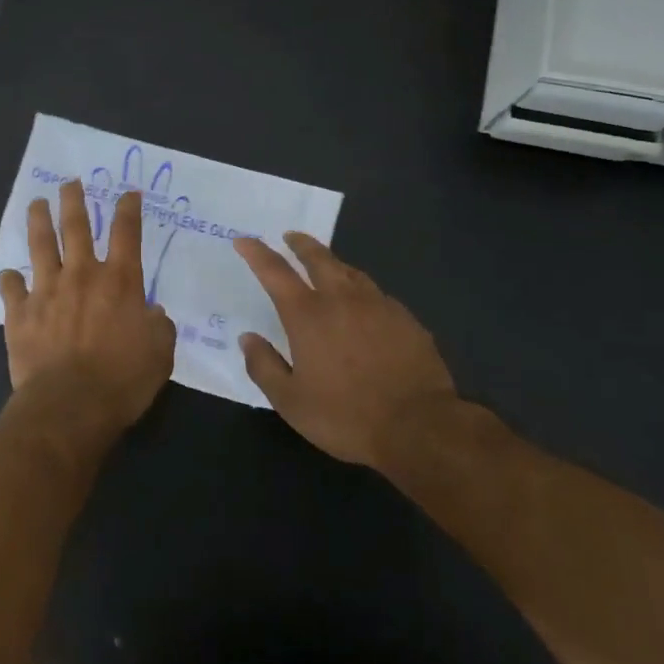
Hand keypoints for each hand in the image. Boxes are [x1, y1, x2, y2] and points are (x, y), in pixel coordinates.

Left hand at [0, 181, 175, 443]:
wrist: (70, 405)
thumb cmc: (123, 380)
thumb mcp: (160, 353)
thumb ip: (158, 326)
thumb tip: (152, 313)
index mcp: (119, 281)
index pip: (126, 232)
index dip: (128, 209)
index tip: (128, 193)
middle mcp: (82, 275)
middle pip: (76, 225)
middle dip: (74, 200)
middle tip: (69, 183)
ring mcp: (47, 290)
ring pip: (40, 245)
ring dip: (38, 221)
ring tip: (36, 204)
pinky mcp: (20, 313)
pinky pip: (11, 288)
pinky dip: (10, 280)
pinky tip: (9, 276)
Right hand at [233, 233, 456, 469]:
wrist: (419, 427)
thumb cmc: (346, 416)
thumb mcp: (291, 401)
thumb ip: (264, 366)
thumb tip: (248, 338)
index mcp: (308, 315)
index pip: (275, 272)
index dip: (256, 253)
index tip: (244, 240)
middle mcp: (342, 299)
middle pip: (318, 258)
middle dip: (301, 244)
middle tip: (291, 236)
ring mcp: (378, 306)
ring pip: (351, 272)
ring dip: (333, 263)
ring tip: (326, 264)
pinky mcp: (406, 319)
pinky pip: (377, 295)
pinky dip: (362, 291)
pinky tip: (365, 305)